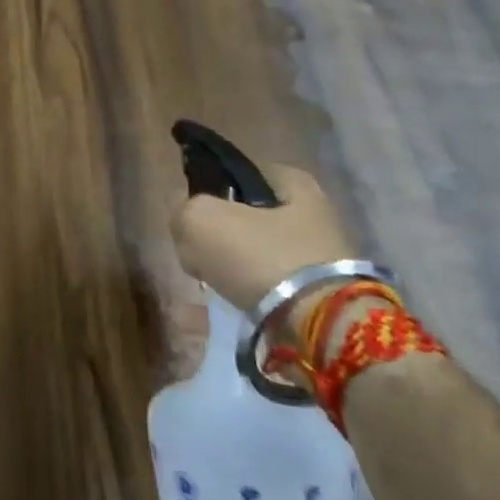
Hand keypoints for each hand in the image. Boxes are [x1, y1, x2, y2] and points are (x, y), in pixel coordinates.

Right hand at [169, 165, 352, 306]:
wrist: (316, 325)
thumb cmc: (259, 256)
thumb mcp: (200, 220)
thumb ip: (182, 209)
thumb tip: (185, 219)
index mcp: (292, 181)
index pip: (238, 174)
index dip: (209, 190)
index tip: (193, 213)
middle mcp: (313, 212)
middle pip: (246, 216)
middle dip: (221, 234)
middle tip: (199, 252)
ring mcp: (318, 255)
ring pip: (254, 252)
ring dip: (231, 266)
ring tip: (212, 281)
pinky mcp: (318, 293)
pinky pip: (267, 284)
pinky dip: (248, 291)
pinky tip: (232, 299)